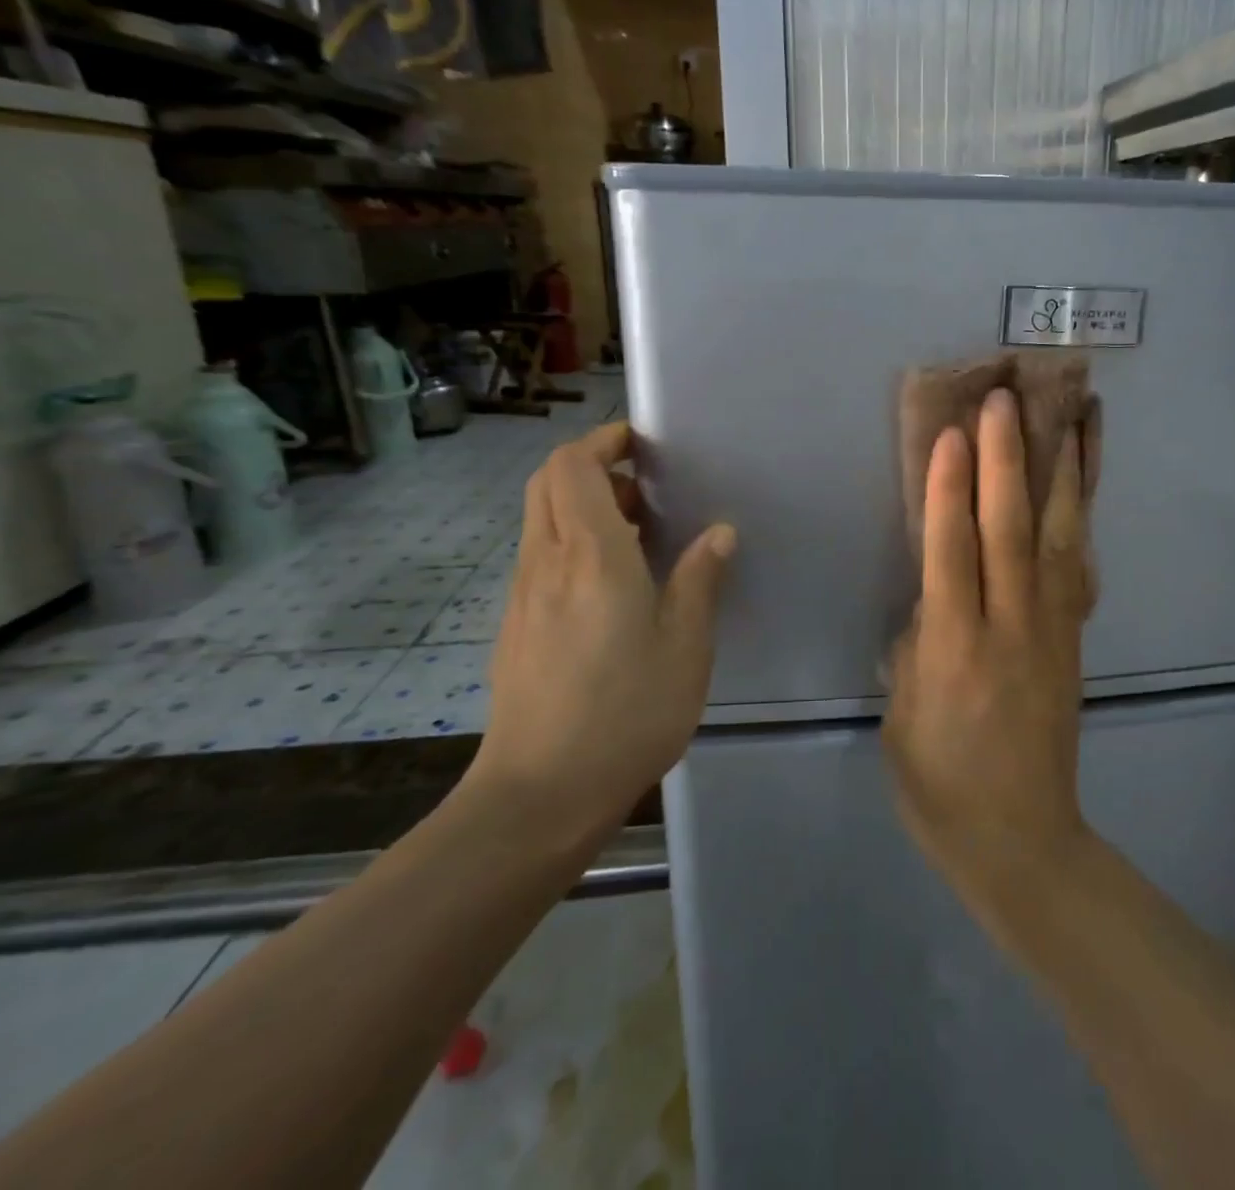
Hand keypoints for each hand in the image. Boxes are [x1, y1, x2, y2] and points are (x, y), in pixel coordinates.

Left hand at [466, 421, 735, 857]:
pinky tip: (612, 584)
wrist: (540, 794)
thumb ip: (699, 580)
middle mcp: (546, 562)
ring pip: (540, 519)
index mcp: (591, 556)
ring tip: (638, 531)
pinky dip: (571, 542)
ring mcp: (523, 595)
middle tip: (643, 484)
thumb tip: (718, 532)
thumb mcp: (685, 645)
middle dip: (590, 464)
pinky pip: (540, 557)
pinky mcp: (516, 625)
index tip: (642, 444)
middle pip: (547, 482)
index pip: (573, 466)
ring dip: (582, 505)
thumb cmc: (626, 712)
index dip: (602, 441)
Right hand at [883, 389, 1096, 919]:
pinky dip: (1083, 516)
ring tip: (1073, 414)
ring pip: (1060, 539)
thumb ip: (915, 646)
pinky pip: (1079, 566)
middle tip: (1006, 398)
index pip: (952, 553)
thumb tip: (933, 597)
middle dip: (1007, 460)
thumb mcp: (902, 719)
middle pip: (1010, 531)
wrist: (1022, 841)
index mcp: (955, 652)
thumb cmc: (941, 786)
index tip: (954, 433)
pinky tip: (1084, 480)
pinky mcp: (1074, 638)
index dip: (951, 490)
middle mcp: (1009, 629)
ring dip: (1063, 472)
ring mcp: (1052, 631)